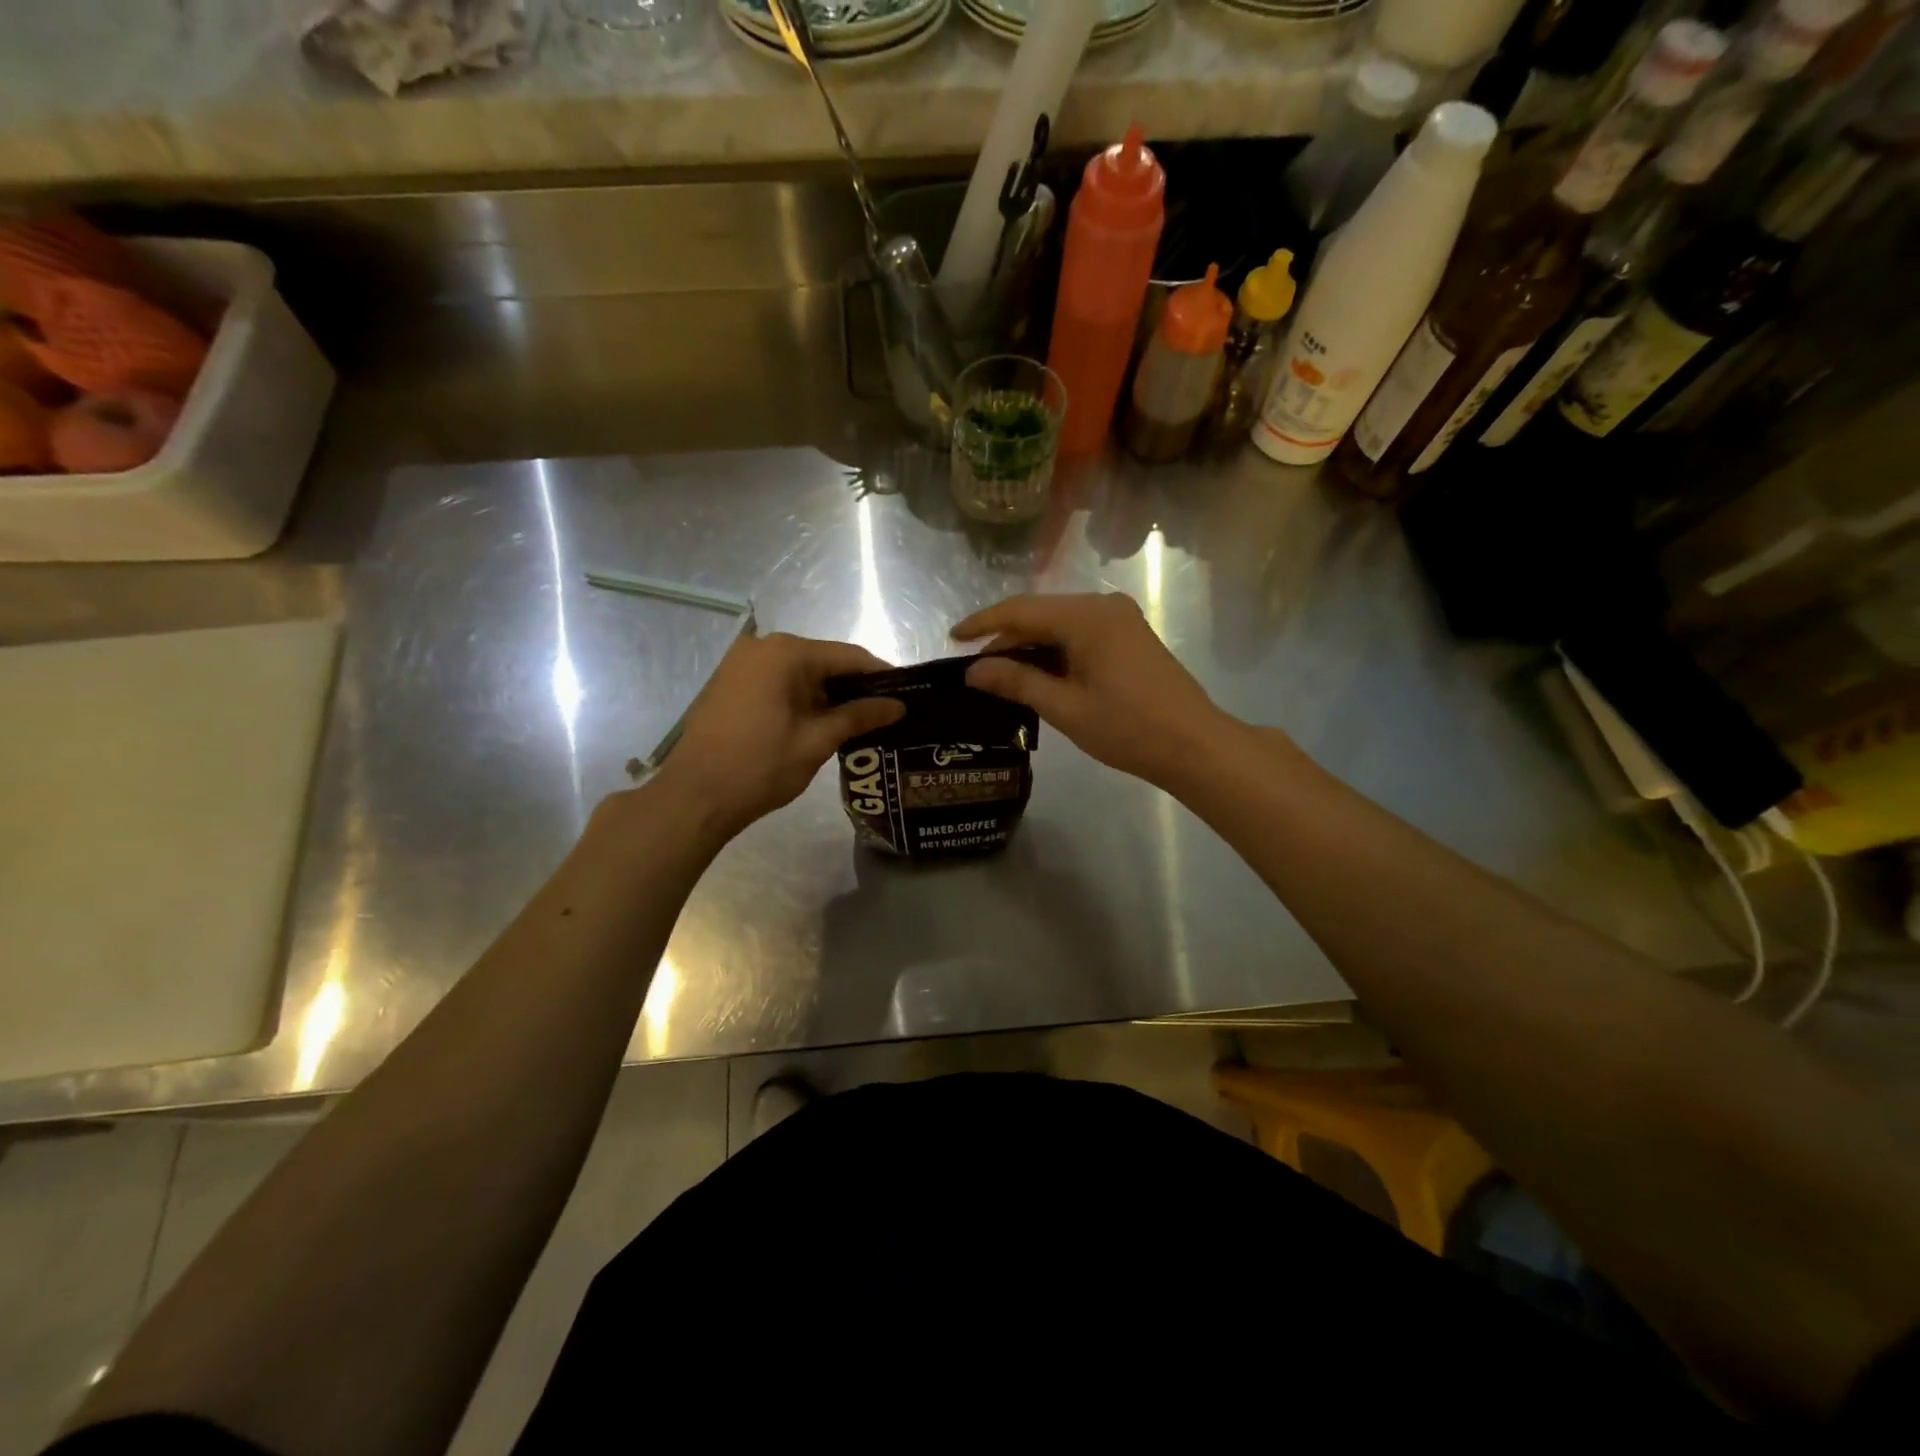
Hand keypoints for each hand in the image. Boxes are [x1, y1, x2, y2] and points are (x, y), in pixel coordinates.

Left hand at [646, 631, 904, 843]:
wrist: (693, 797)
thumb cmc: (760, 767)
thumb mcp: (817, 741)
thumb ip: (859, 716)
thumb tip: (898, 705)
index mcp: (787, 653)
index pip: (849, 656)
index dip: (881, 676)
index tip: (907, 695)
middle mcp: (763, 646)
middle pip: (824, 660)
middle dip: (855, 686)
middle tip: (885, 713)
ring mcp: (742, 662)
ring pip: (801, 671)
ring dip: (828, 694)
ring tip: (859, 721)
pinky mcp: (730, 681)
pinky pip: (778, 680)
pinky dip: (802, 697)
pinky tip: (820, 721)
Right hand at [954, 593, 1230, 790]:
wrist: (1194, 745)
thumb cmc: (1128, 728)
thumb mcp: (1065, 708)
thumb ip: (1017, 683)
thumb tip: (974, 671)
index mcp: (1087, 616)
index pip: (1021, 610)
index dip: (983, 623)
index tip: (952, 638)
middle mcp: (1103, 606)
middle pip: (1040, 613)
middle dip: (1006, 638)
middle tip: (975, 668)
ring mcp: (1119, 619)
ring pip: (1059, 624)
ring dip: (1030, 646)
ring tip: (999, 675)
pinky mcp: (1128, 636)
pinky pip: (1079, 634)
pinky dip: (1054, 651)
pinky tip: (1037, 674)